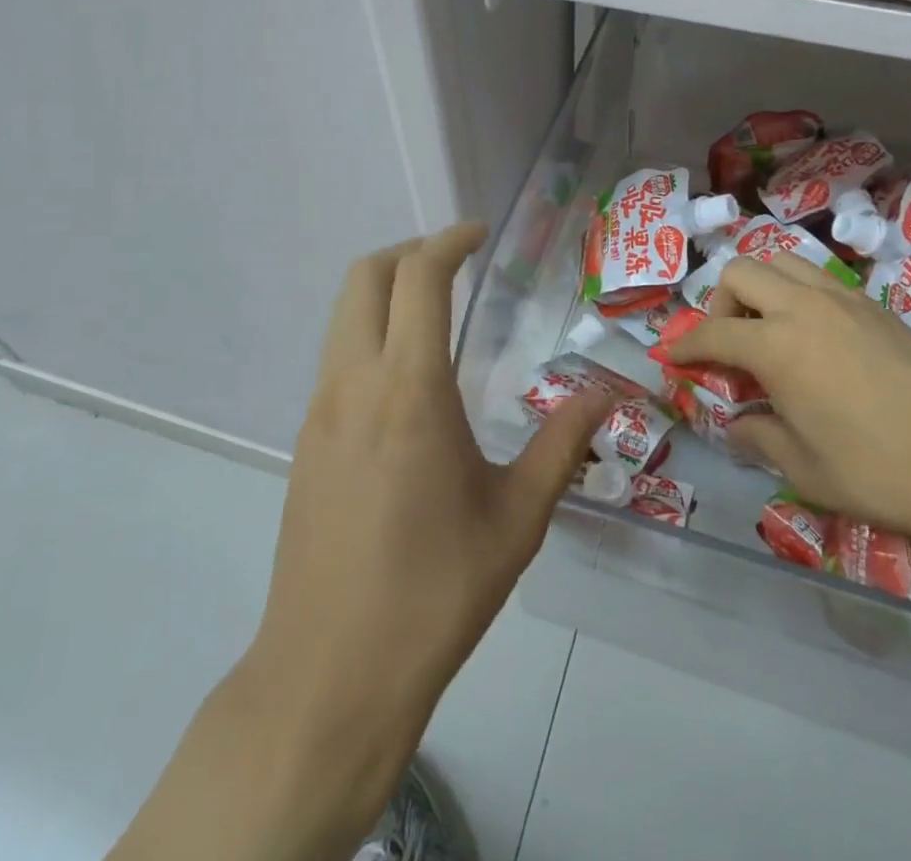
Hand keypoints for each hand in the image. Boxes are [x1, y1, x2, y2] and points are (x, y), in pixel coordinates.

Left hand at [242, 224, 611, 854]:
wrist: (330, 675)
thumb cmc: (435, 592)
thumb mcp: (517, 517)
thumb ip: (563, 442)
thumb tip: (605, 393)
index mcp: (408, 389)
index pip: (418, 277)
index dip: (449, 241)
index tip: (480, 234)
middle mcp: (354, 383)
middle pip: (364, 277)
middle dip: (409, 251)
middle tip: (457, 262)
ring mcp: (319, 410)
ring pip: (343, 313)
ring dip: (385, 290)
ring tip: (436, 309)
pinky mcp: (305, 440)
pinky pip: (336, 355)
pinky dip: (369, 331)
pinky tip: (409, 377)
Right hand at [666, 253, 910, 556]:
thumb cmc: (882, 473)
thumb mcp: (805, 469)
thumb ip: (759, 438)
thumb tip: (736, 426)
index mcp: (777, 345)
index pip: (712, 332)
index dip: (684, 345)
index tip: (671, 358)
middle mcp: (805, 306)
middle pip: (740, 272)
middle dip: (720, 304)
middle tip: (730, 348)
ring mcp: (845, 299)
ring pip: (782, 262)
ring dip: (761, 290)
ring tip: (769, 336)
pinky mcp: (876, 306)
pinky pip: (820, 279)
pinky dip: (798, 296)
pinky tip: (815, 342)